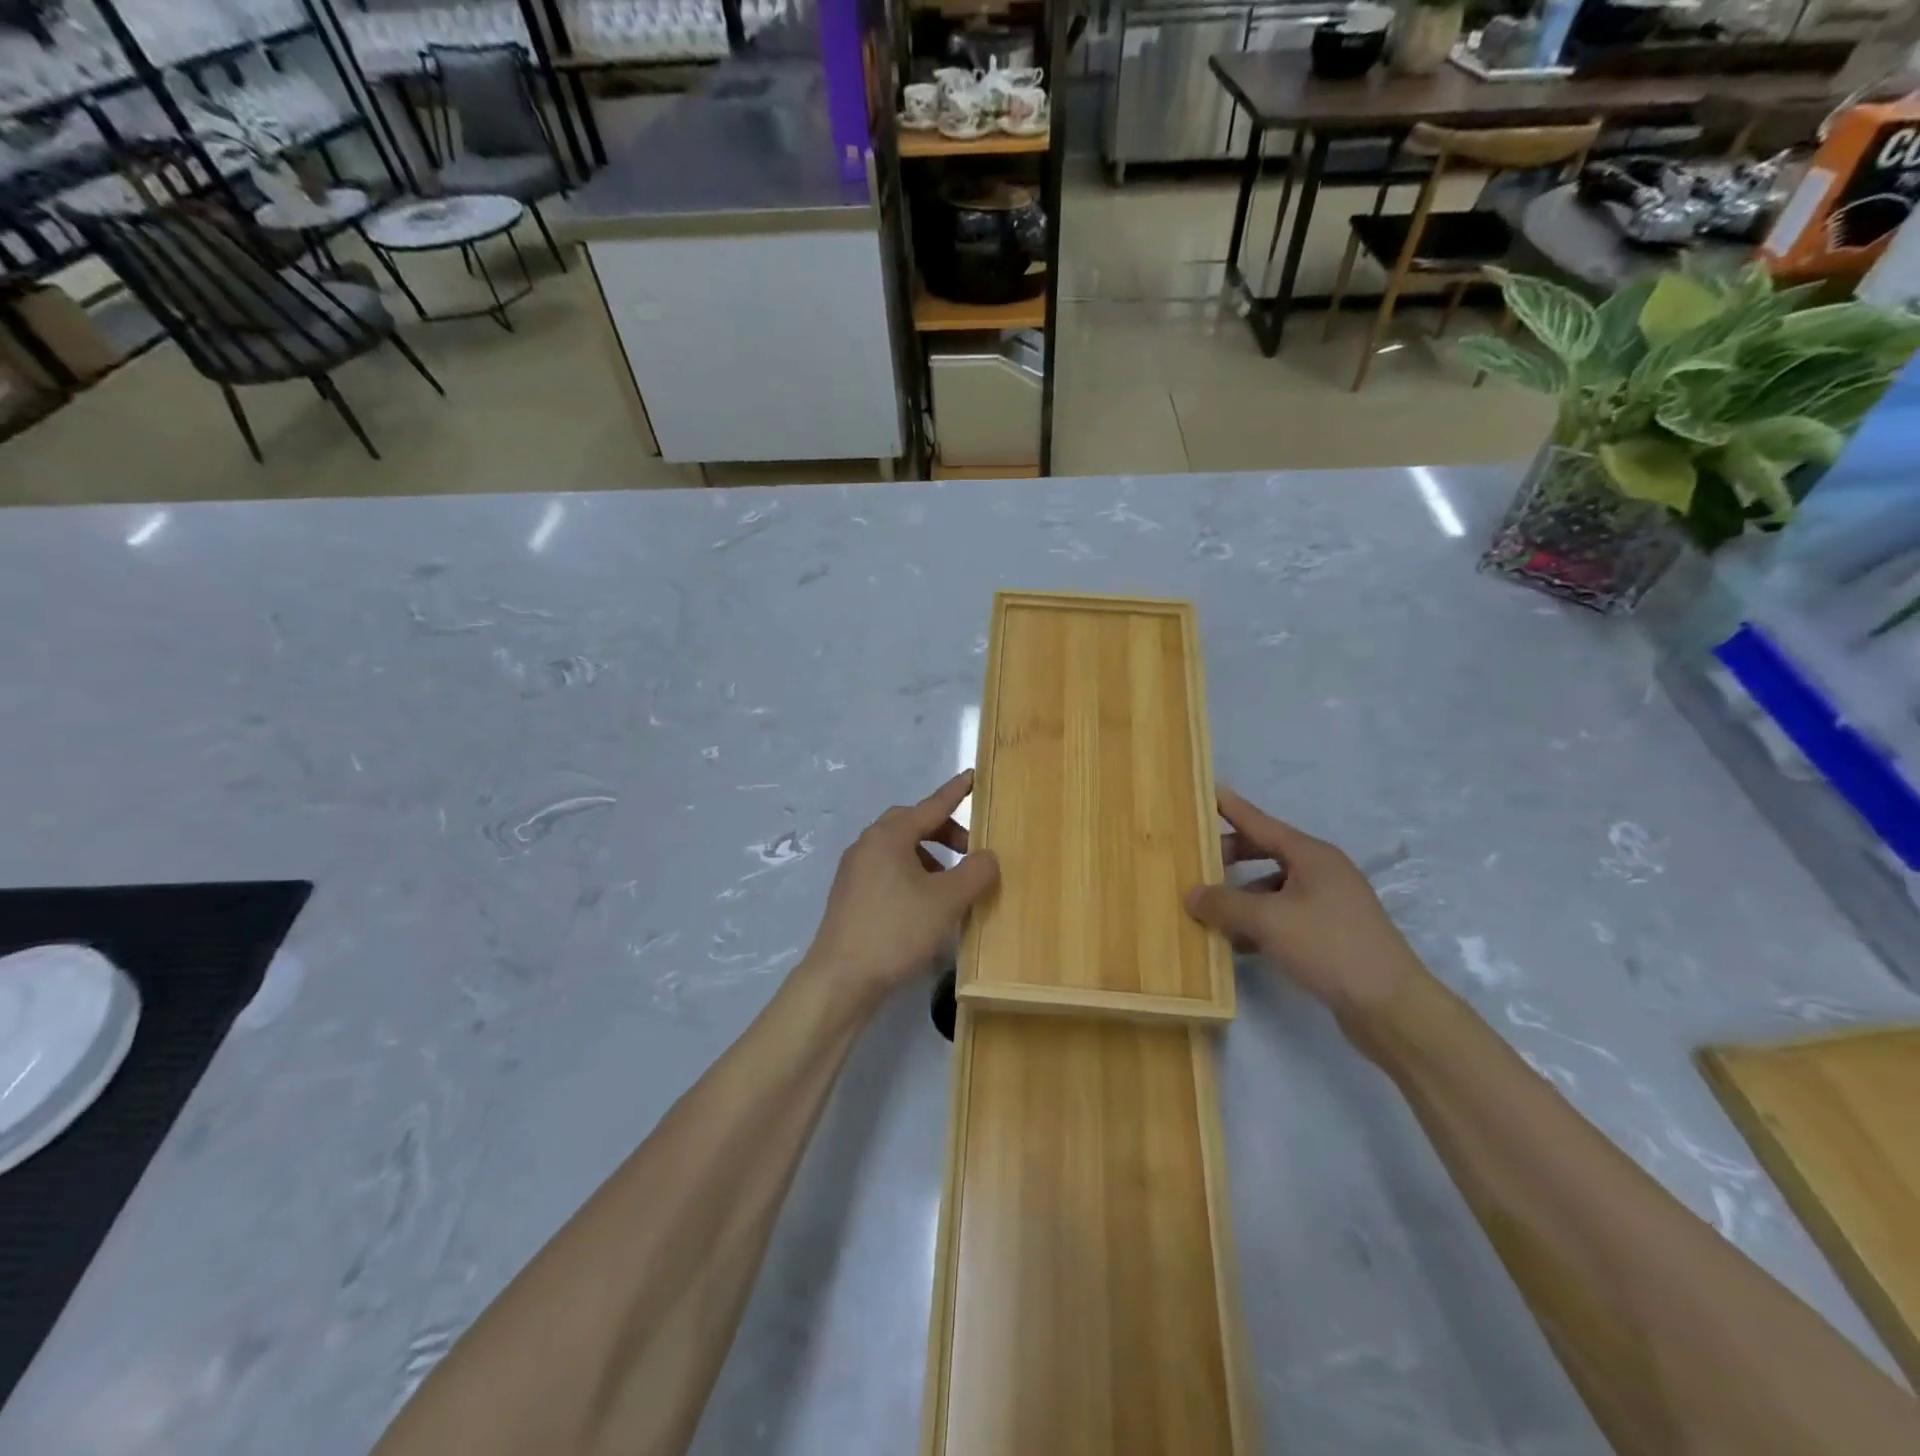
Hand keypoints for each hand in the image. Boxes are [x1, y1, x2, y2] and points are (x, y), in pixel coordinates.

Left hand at [801, 770, 999, 1000]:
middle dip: (944, 831)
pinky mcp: (850, 895)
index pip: (931, 805)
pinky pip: (887, 871)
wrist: (840, 978)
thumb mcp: (947, 901)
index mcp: (889, 836)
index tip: (973, 776)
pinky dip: (911, 874)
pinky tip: (924, 904)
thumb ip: (975, 872)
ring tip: (950, 883)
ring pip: (899, 849)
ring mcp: (854, 870)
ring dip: (928, 856)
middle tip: (970, 850)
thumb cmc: (896, 930)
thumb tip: (987, 856)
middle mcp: (868, 844)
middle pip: (912, 824)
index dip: (956, 792)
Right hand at [1184, 789, 1427, 1022]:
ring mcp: (1329, 903)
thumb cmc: (1328, 946)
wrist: (1390, 1005)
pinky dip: (1259, 922)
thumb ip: (1224, 903)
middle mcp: (1322, 872)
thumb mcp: (1267, 921)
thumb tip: (1191, 893)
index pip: (1261, 822)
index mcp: (1311, 855)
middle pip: (1266, 852)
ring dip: (1242, 897)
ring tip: (1210, 912)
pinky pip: (1284, 915)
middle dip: (1230, 856)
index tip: (1207, 791)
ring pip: (1273, 888)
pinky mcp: (1331, 933)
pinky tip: (1237, 943)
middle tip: (1196, 860)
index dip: (1231, 808)